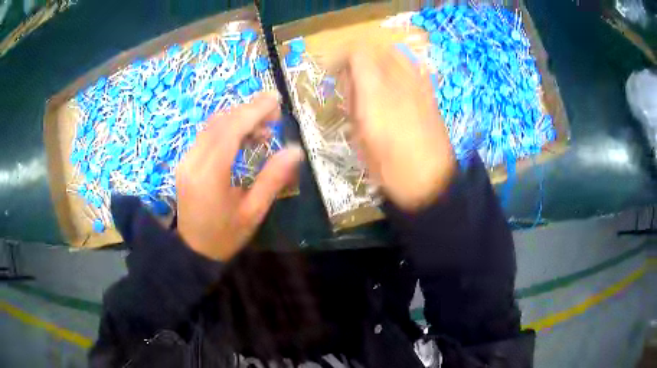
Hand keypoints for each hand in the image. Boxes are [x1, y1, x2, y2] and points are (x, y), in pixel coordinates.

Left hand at [176, 93, 302, 260]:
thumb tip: (295, 150)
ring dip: (238, 118)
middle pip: (220, 122)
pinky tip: (244, 137)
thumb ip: (273, 179)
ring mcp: (186, 159)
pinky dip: (227, 128)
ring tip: (263, 128)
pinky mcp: (186, 161)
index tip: (276, 100)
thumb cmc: (224, 236)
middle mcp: (193, 160)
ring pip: (212, 125)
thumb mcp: (253, 212)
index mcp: (210, 174)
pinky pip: (206, 135)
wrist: (191, 251)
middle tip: (275, 114)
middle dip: (248, 111)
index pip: (231, 130)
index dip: (254, 111)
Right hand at [338, 45, 455, 211]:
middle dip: (359, 57)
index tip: (332, 70)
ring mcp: (419, 84)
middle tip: (351, 77)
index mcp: (376, 93)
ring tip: (371, 80)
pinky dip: (398, 68)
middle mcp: (399, 80)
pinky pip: (413, 66)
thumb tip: (350, 84)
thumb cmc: (390, 167)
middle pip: (377, 48)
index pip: (357, 52)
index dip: (341, 56)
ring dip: (378, 60)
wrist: (431, 181)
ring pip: (396, 54)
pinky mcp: (431, 92)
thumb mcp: (360, 138)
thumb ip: (353, 103)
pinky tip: (394, 86)